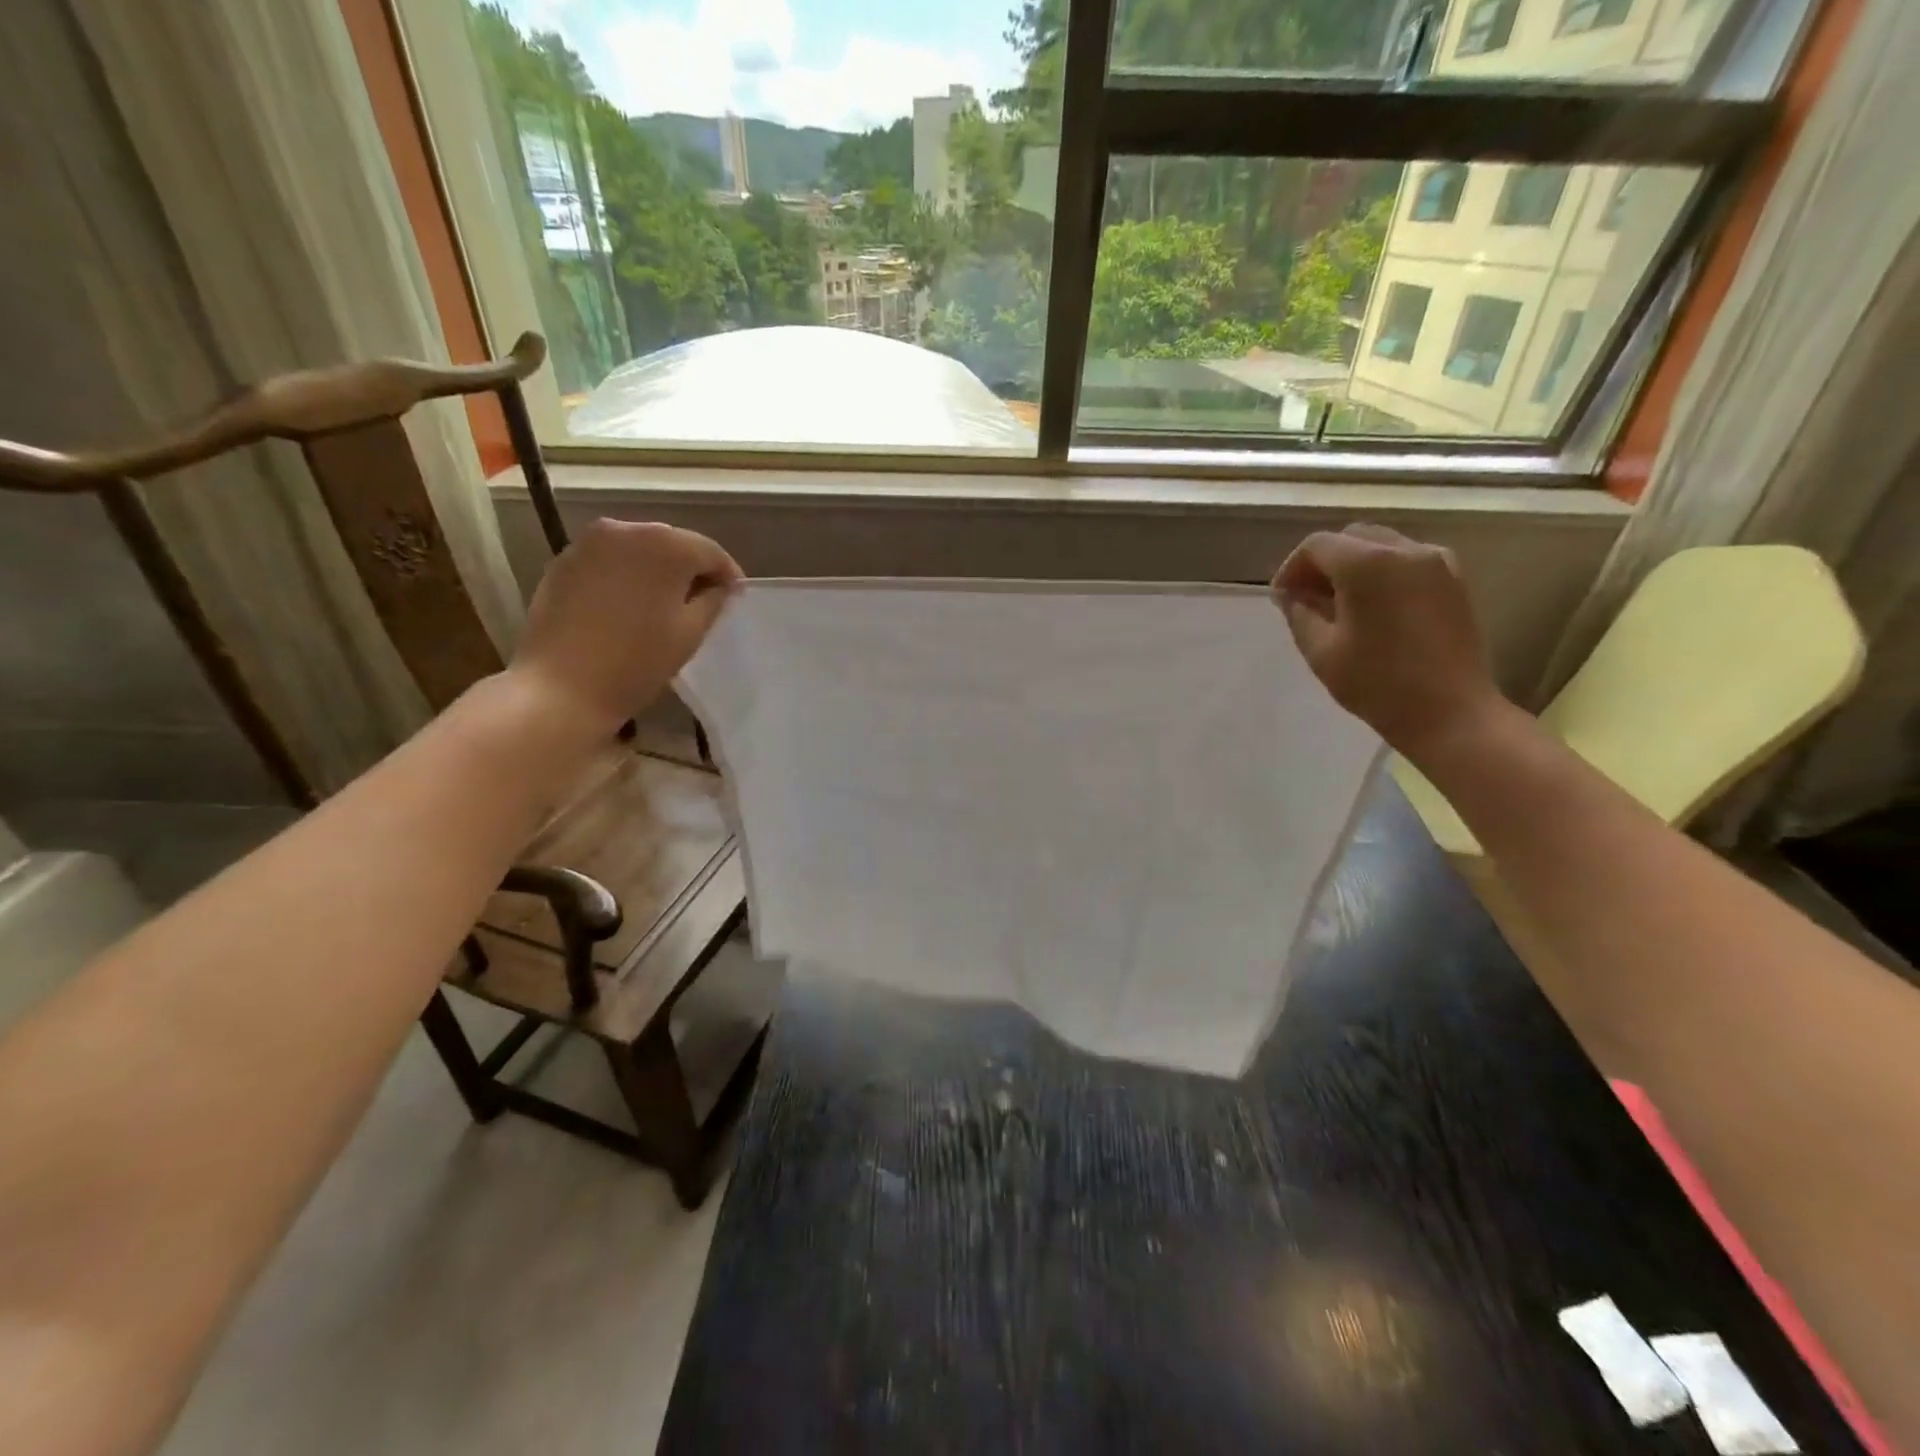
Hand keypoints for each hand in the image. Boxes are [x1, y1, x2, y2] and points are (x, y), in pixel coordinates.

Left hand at [509, 519, 741, 734]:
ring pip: (639, 551)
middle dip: (690, 570)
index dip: (728, 575)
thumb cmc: (637, 661)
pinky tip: (629, 607)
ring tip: (665, 605)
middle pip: (673, 545)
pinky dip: (626, 577)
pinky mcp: (564, 562)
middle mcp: (626, 530)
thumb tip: (721, 586)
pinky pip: (610, 562)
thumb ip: (714, 600)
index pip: (710, 552)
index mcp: (665, 544)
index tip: (735, 598)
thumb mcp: (691, 632)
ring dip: (657, 572)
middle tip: (703, 602)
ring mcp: (589, 543)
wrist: (561, 687)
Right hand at [1271, 524, 1505, 761]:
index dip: (1291, 569)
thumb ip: (1300, 613)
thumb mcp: (1321, 651)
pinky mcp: (1454, 581)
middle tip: (1305, 599)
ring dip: (1352, 566)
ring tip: (1337, 604)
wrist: (1451, 712)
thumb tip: (1291, 594)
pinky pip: (1407, 561)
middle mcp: (1406, 550)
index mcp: (1368, 564)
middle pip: (1351, 538)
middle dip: (1322, 563)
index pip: (1317, 546)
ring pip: (1381, 546)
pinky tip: (1372, 608)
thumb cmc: (1378, 684)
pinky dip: (1382, 573)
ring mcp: (1437, 563)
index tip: (1281, 599)